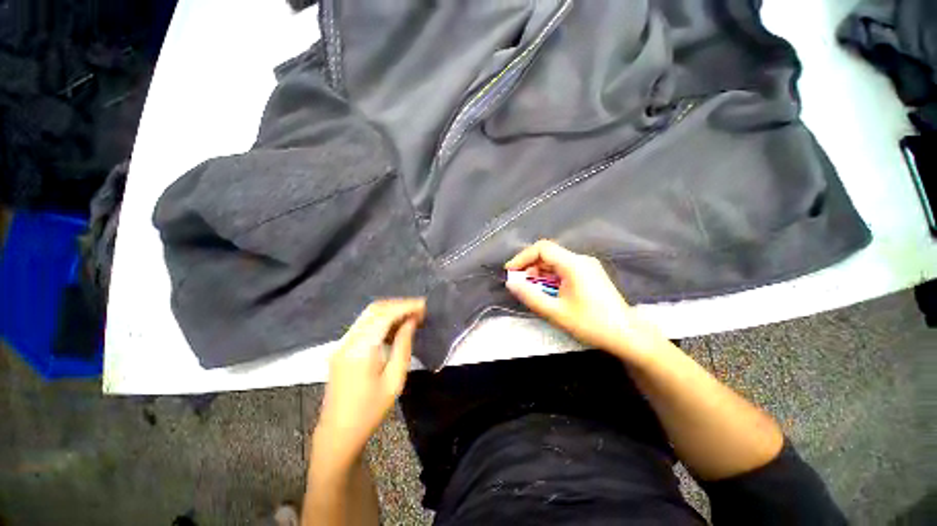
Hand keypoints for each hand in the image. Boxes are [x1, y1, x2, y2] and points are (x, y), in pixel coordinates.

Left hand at [313, 298, 425, 471]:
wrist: (338, 433)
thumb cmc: (371, 411)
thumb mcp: (395, 380)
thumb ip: (403, 345)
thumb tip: (411, 321)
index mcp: (361, 349)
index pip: (385, 314)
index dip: (406, 306)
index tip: (425, 306)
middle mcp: (348, 340)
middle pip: (375, 309)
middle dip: (400, 305)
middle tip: (420, 310)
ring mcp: (342, 343)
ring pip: (369, 314)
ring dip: (391, 310)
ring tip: (412, 316)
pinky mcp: (342, 347)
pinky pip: (364, 324)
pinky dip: (382, 319)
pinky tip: (396, 326)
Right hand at [505, 240, 662, 359]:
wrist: (627, 335)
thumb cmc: (591, 324)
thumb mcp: (555, 312)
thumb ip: (530, 296)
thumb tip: (511, 283)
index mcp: (573, 264)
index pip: (542, 248)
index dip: (522, 257)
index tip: (510, 271)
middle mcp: (581, 260)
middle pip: (548, 254)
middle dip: (530, 266)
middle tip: (519, 283)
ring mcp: (587, 266)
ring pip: (556, 261)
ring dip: (540, 272)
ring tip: (531, 288)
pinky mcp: (590, 274)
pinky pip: (564, 268)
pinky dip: (551, 276)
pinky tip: (547, 290)